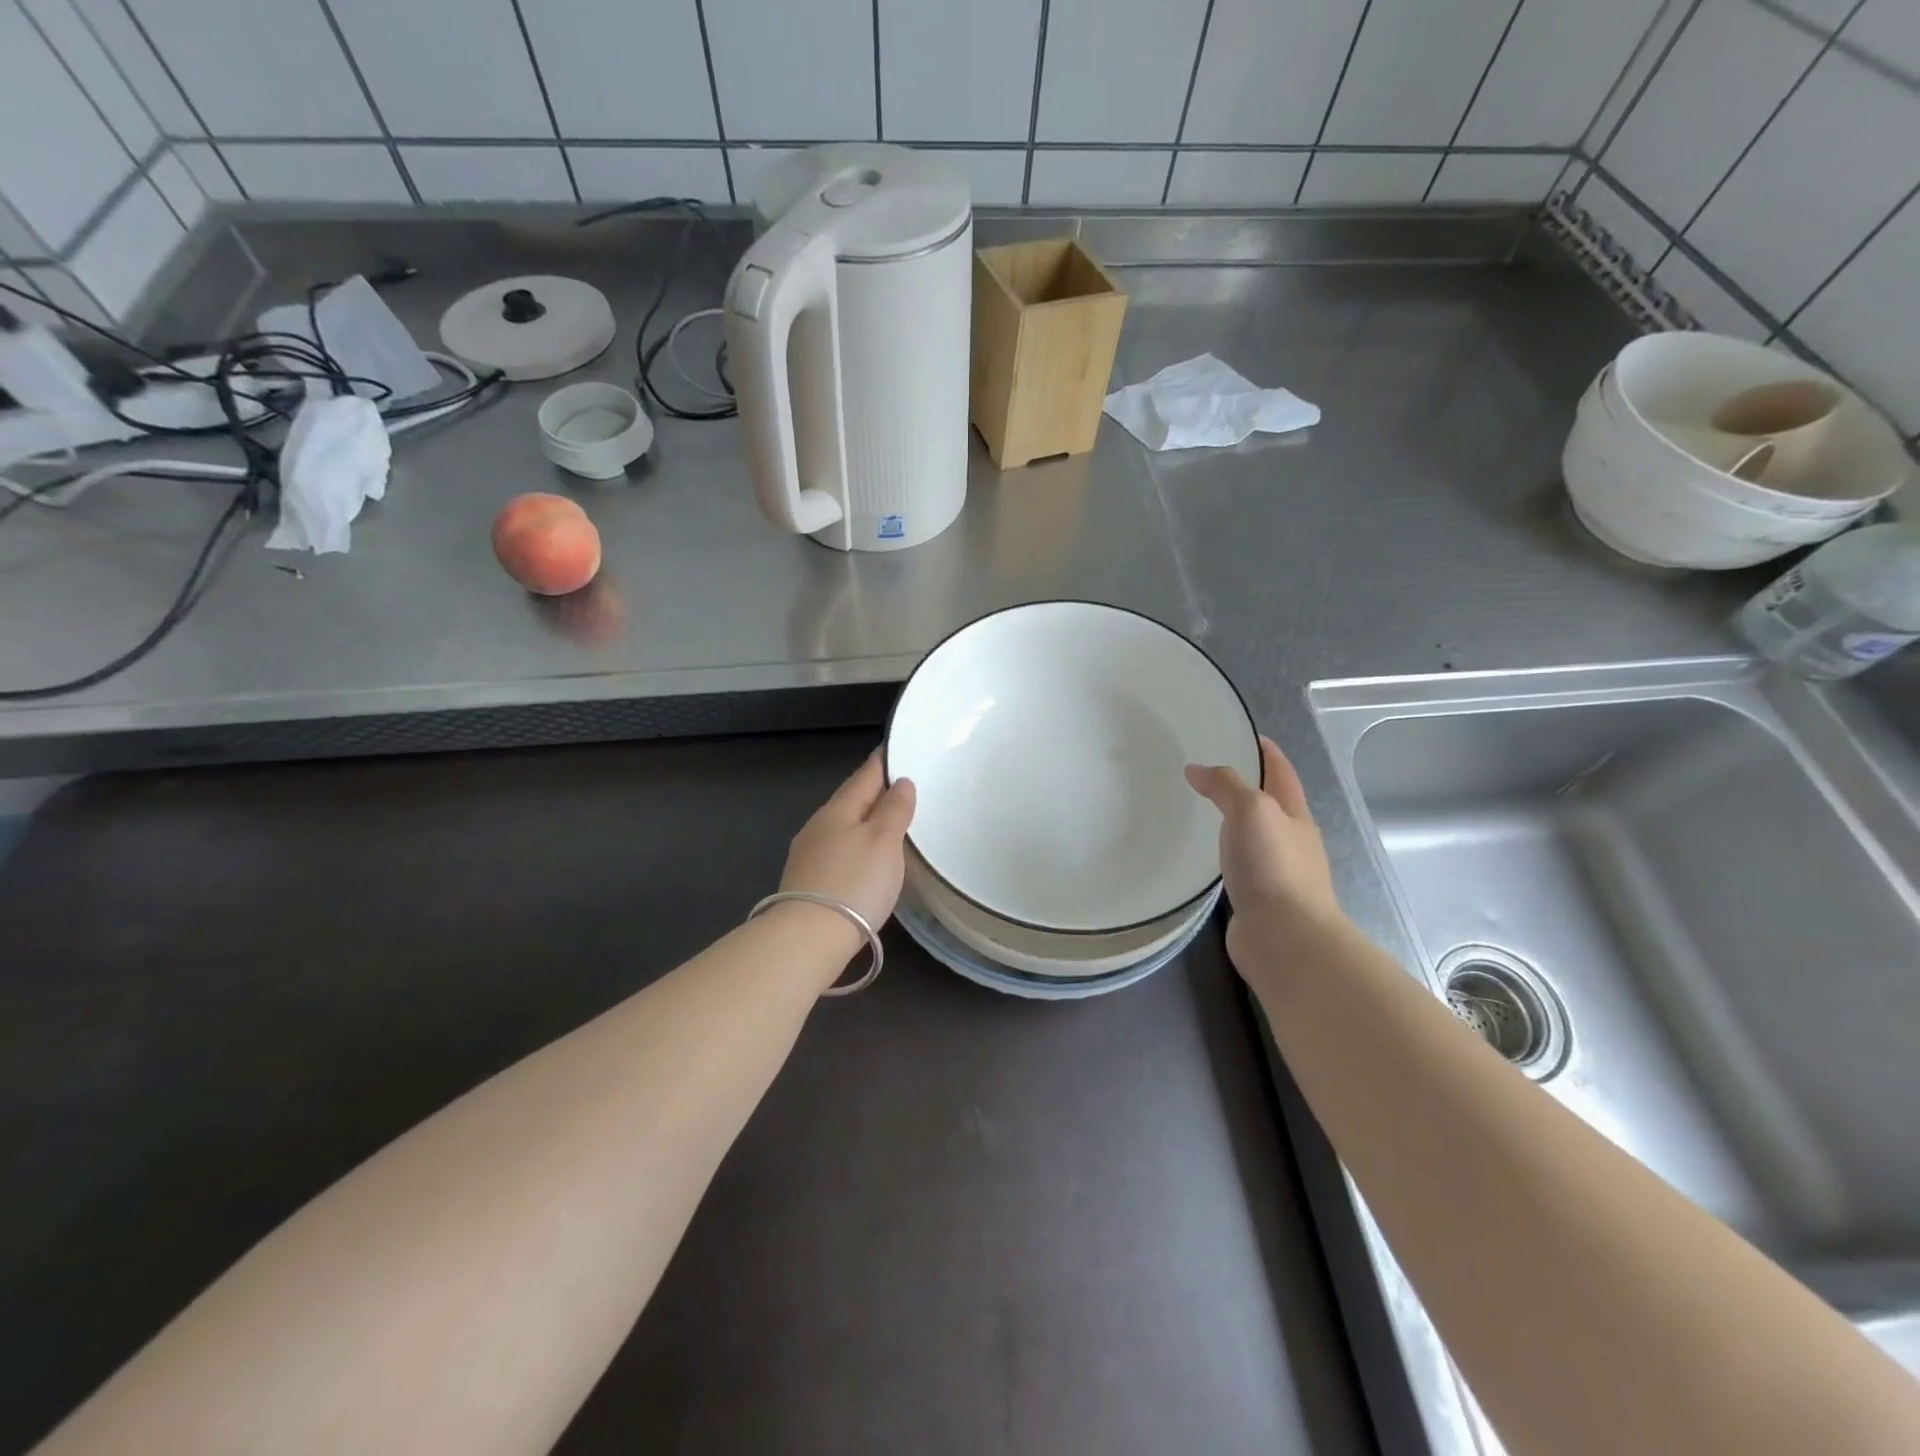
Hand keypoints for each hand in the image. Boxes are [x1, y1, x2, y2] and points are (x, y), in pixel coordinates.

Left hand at [780, 753, 916, 932]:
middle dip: (875, 790)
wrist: (808, 939)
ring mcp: (810, 855)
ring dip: (866, 819)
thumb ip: (894, 810)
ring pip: (844, 826)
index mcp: (838, 810)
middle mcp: (819, 826)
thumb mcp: (883, 842)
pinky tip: (867, 855)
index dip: (883, 762)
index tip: (897, 749)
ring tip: (890, 819)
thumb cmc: (853, 883)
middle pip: (851, 799)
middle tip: (901, 783)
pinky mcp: (809, 882)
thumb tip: (900, 782)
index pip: (865, 776)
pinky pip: (839, 849)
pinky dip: (857, 844)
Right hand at [1186, 736, 1346, 965]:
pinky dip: (1227, 856)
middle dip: (1250, 787)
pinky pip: (1242, 868)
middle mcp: (1293, 843)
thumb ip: (1225, 785)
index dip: (1267, 753)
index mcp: (1296, 817)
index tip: (1247, 735)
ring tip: (1204, 813)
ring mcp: (1278, 875)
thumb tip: (1197, 769)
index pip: (1282, 774)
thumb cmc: (1273, 866)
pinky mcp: (1260, 902)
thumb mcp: (1251, 810)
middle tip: (1212, 774)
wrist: (1285, 938)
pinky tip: (1208, 858)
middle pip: (1272, 806)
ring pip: (1256, 839)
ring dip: (1236, 824)